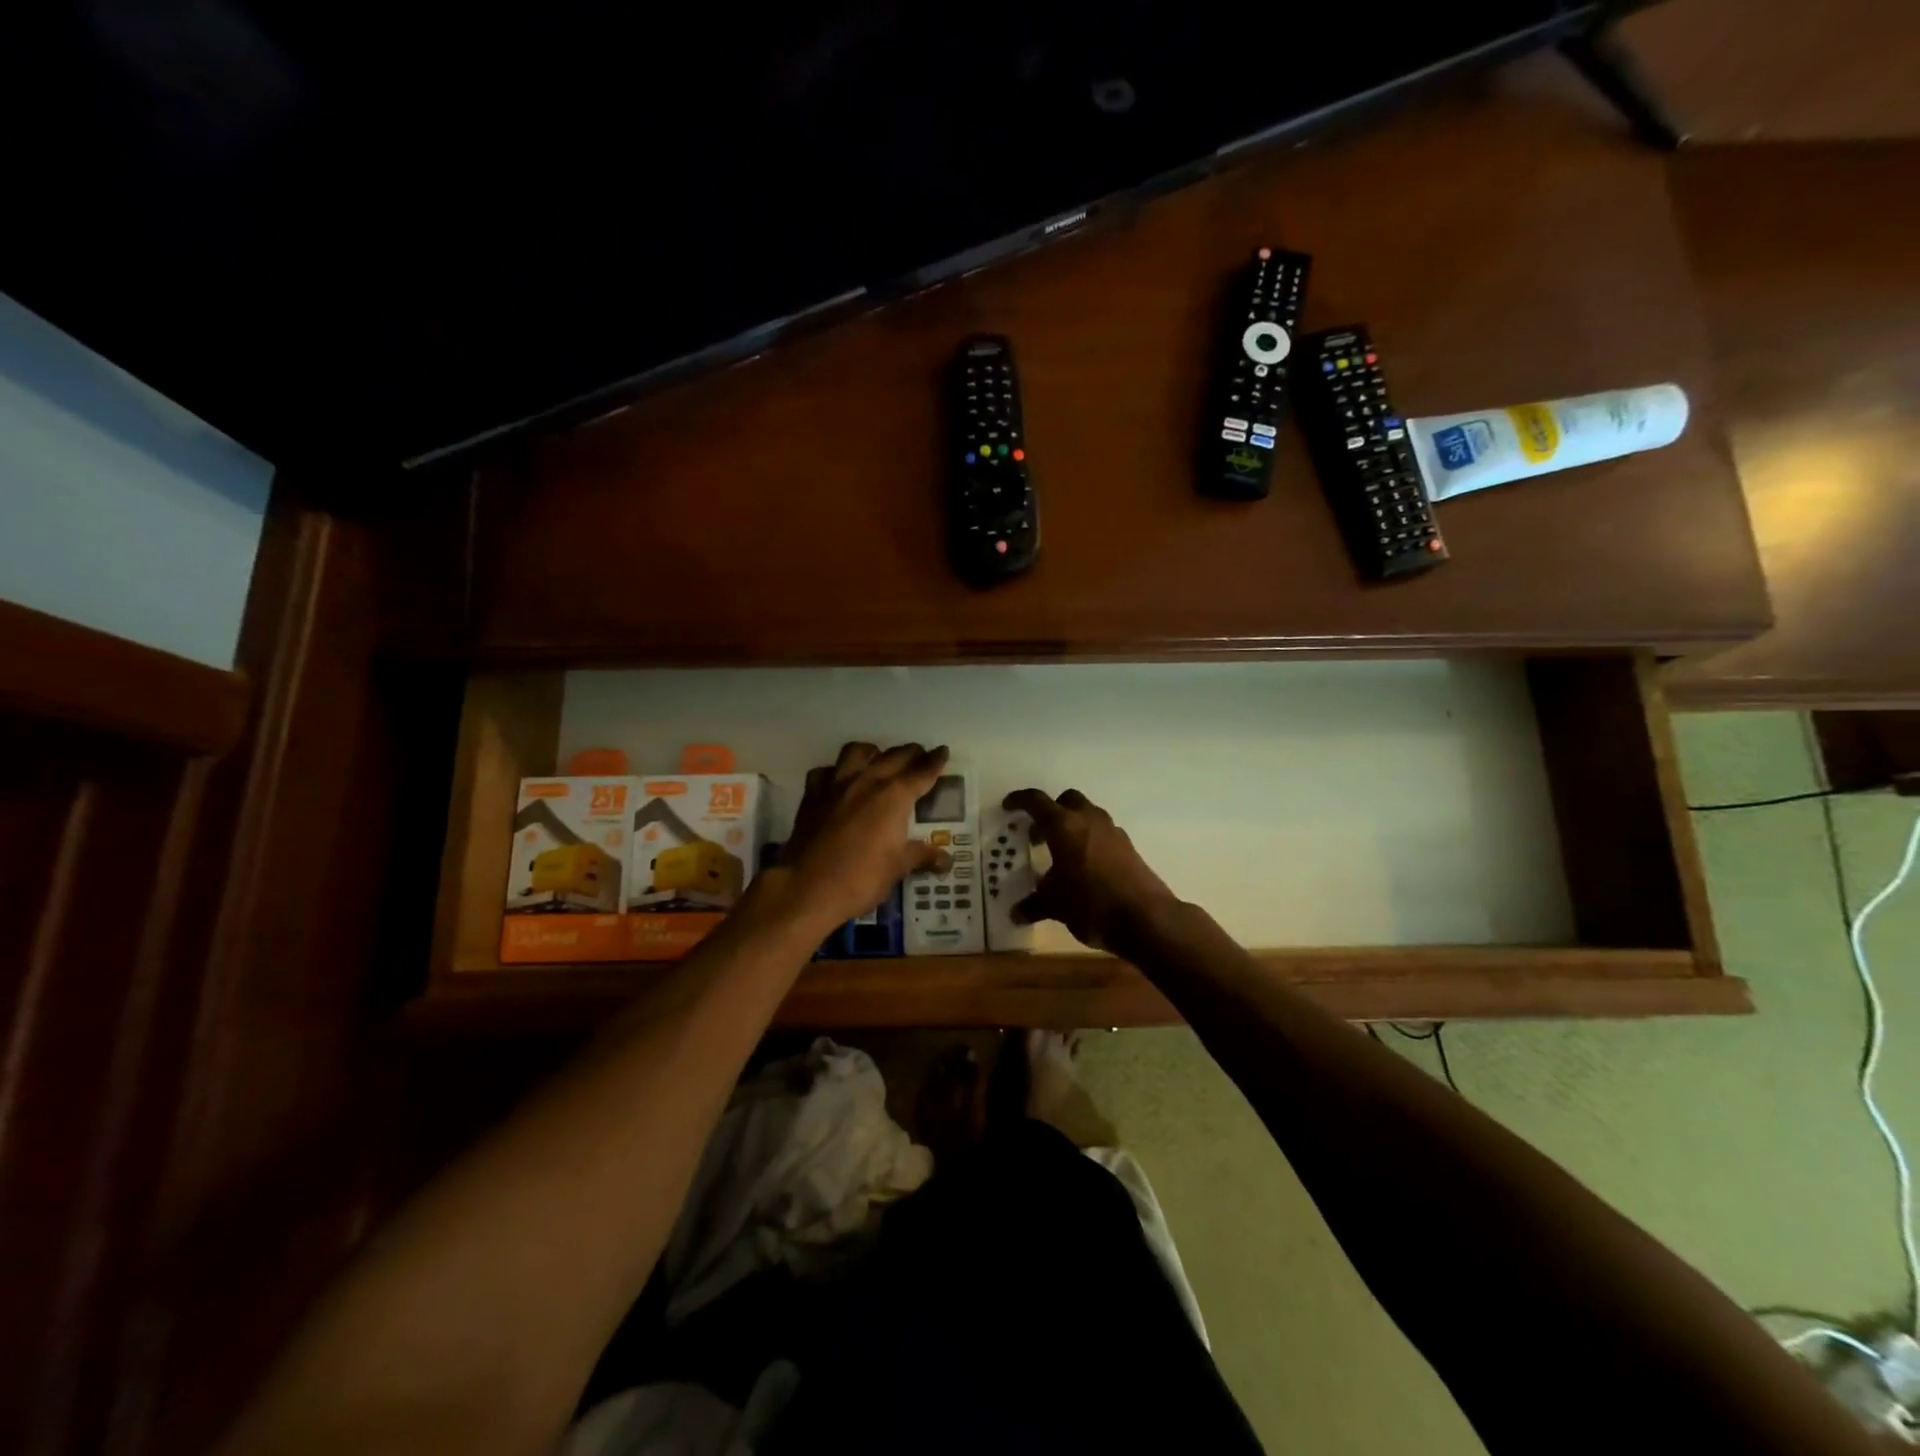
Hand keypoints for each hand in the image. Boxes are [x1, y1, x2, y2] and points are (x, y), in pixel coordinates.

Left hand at [776, 742, 951, 929]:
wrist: (807, 888)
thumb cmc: (860, 878)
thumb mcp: (898, 868)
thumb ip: (922, 856)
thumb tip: (946, 860)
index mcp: (894, 796)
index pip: (921, 773)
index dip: (935, 761)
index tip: (942, 751)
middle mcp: (867, 781)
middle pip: (894, 756)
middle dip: (910, 753)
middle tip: (919, 755)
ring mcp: (836, 785)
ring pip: (857, 752)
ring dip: (873, 752)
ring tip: (879, 759)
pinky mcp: (812, 795)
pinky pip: (825, 771)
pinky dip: (835, 771)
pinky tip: (839, 781)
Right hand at [1001, 787, 1178, 952]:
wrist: (1145, 918)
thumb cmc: (1090, 904)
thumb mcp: (1055, 905)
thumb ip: (1034, 905)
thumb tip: (1016, 913)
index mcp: (1064, 826)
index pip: (1036, 802)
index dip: (1019, 800)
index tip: (1008, 806)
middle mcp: (1089, 820)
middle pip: (1067, 800)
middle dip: (1051, 812)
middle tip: (1038, 835)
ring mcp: (1112, 832)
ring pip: (1088, 815)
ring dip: (1073, 826)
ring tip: (1060, 853)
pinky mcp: (1128, 847)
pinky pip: (1103, 834)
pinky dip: (1090, 841)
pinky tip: (1084, 867)